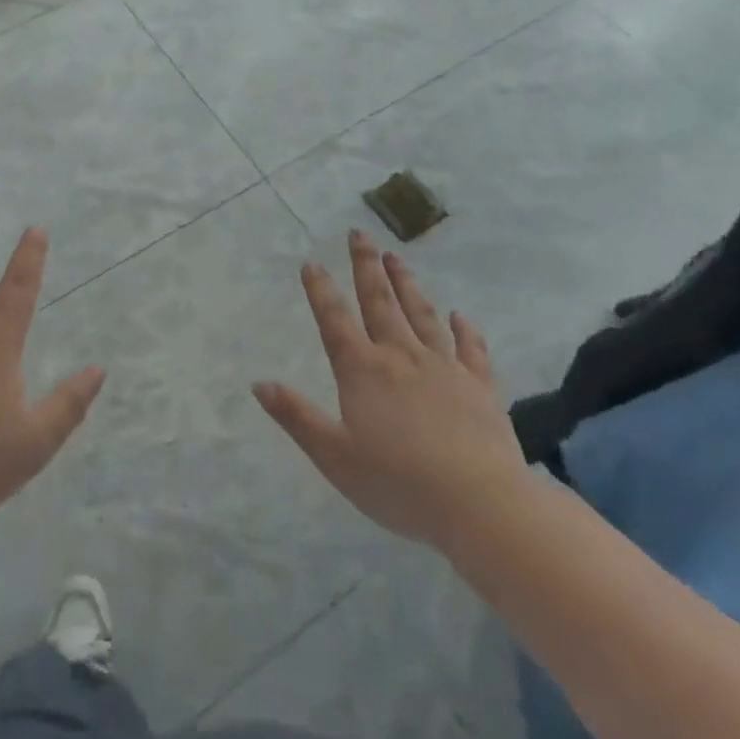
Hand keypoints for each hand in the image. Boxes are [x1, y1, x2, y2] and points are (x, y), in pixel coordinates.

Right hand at [255, 230, 529, 550]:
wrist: (479, 504)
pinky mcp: (480, 386)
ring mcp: (444, 367)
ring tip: (396, 256)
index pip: (334, 320)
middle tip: (359, 234)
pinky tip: (460, 316)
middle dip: (366, 266)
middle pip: (380, 302)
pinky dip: (465, 330)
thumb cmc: (398, 484)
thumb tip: (259, 383)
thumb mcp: (334, 456)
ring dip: (407, 284)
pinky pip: (471, 349)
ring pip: (422, 314)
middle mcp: (401, 357)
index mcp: (363, 371)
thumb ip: (296, 416)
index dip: (320, 290)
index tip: (311, 262)